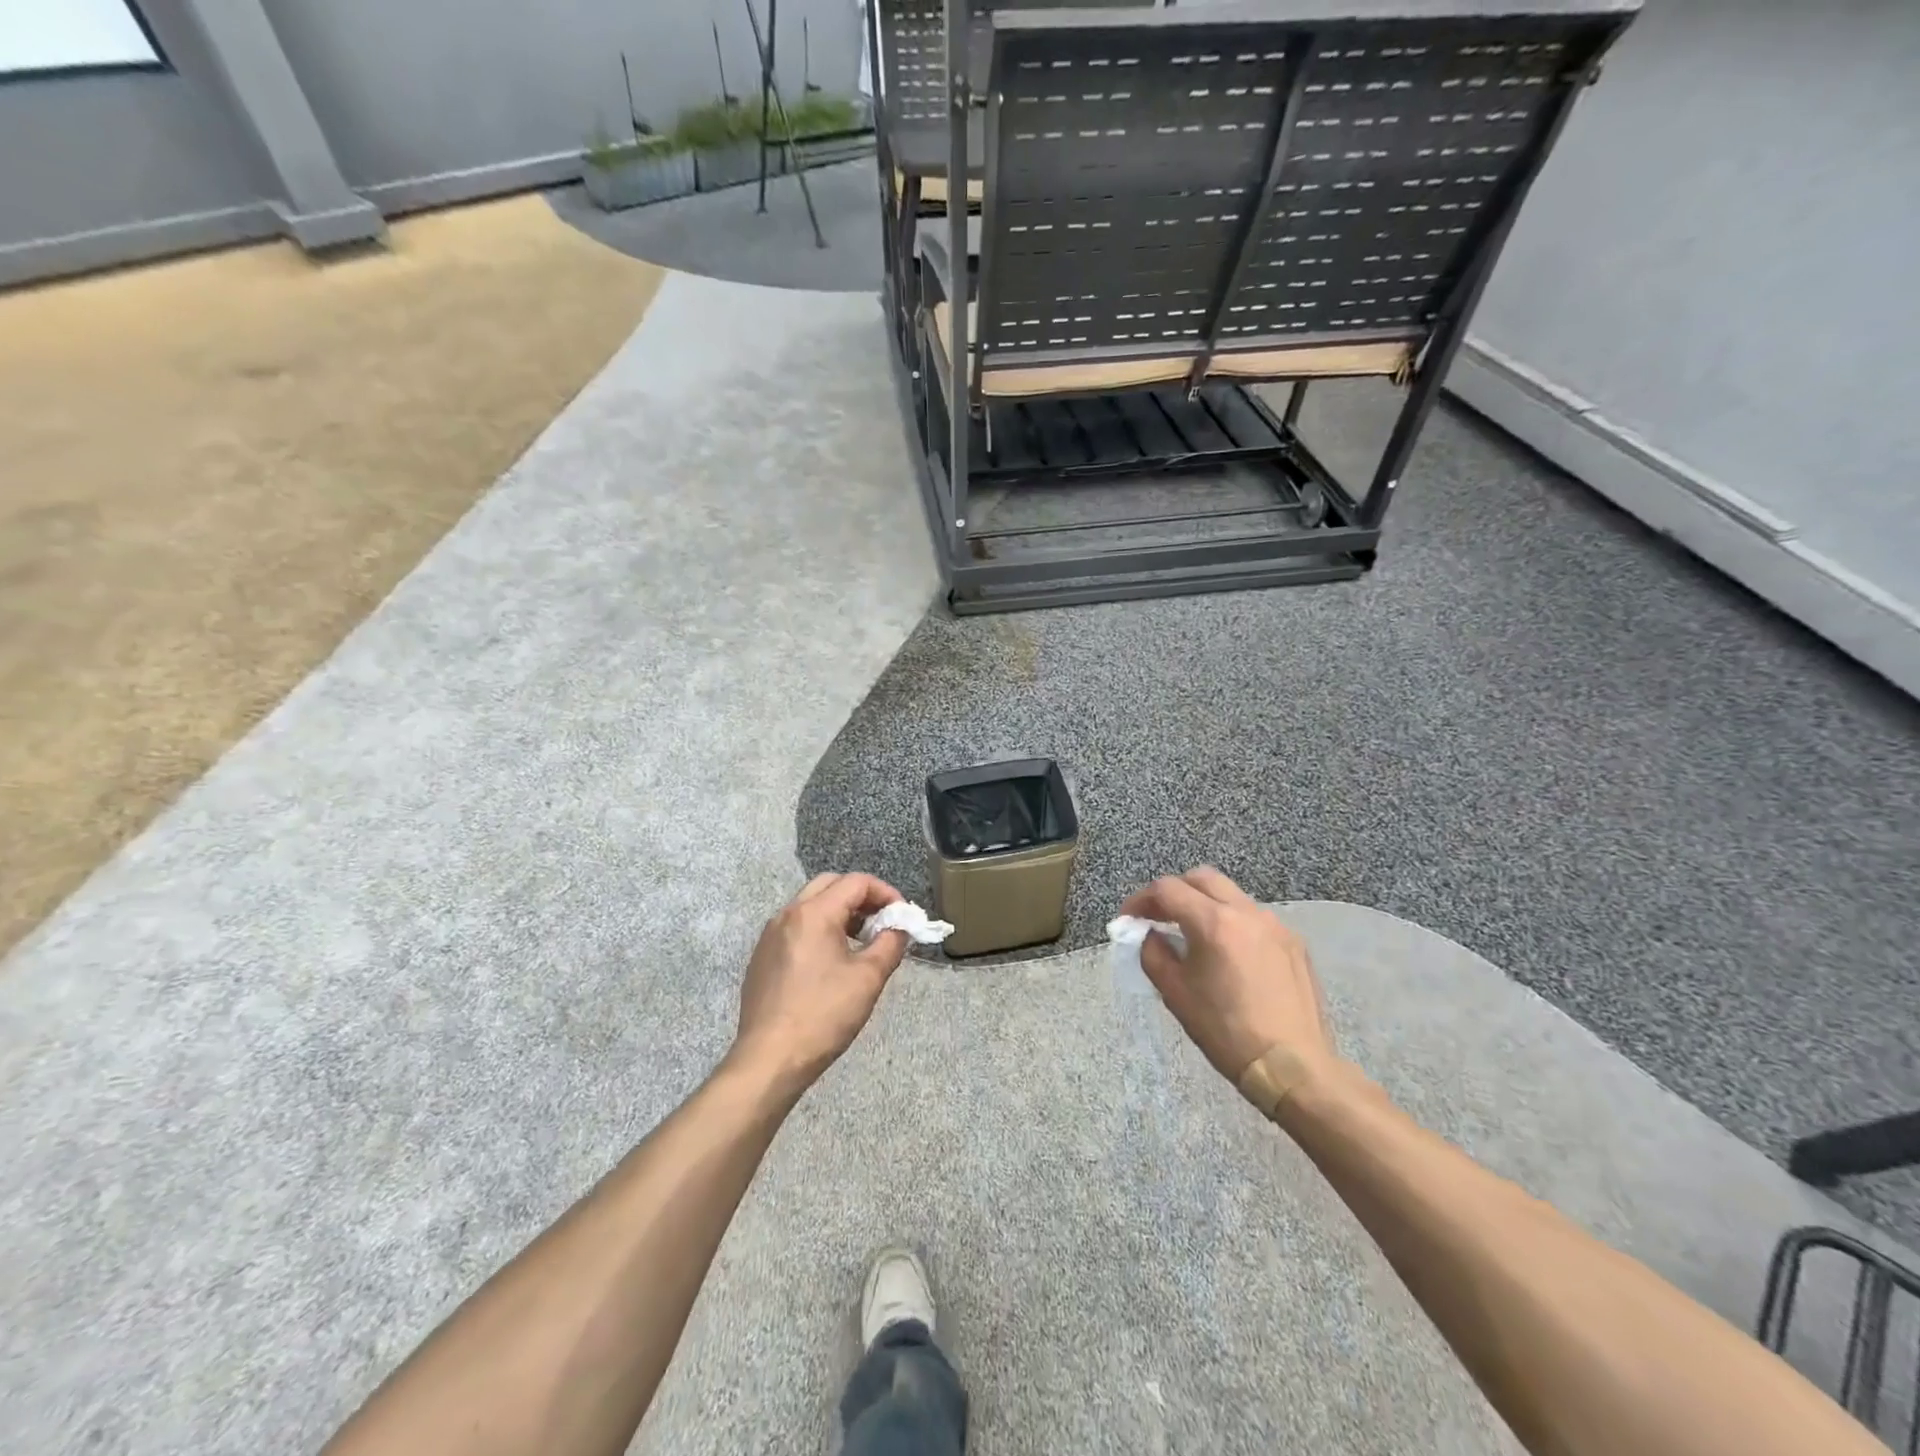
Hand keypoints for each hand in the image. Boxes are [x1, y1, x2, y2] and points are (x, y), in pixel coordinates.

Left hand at [728, 873, 911, 1098]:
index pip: (856, 882)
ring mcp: (770, 936)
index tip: (902, 916)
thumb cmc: (823, 1015)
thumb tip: (900, 928)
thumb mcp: (868, 978)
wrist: (769, 1059)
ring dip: (839, 913)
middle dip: (861, 897)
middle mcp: (788, 914)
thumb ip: (890, 944)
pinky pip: (795, 927)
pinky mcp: (762, 957)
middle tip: (882, 922)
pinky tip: (831, 963)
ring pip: (810, 905)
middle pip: (830, 885)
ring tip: (861, 942)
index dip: (885, 893)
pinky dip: (819, 930)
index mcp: (814, 913)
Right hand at [1118, 867, 1336, 1085]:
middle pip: (1202, 878)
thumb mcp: (1175, 994)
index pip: (1167, 889)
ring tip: (1191, 935)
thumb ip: (1154, 953)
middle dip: (1174, 891)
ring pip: (1231, 894)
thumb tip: (1150, 935)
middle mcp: (1247, 912)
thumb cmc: (1226, 1031)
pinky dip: (1231, 922)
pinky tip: (1227, 954)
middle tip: (1158, 916)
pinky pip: (1253, 918)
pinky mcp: (1293, 942)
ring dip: (1204, 904)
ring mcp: (1275, 924)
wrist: (1293, 1067)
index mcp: (1214, 922)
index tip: (1129, 919)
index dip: (1141, 900)